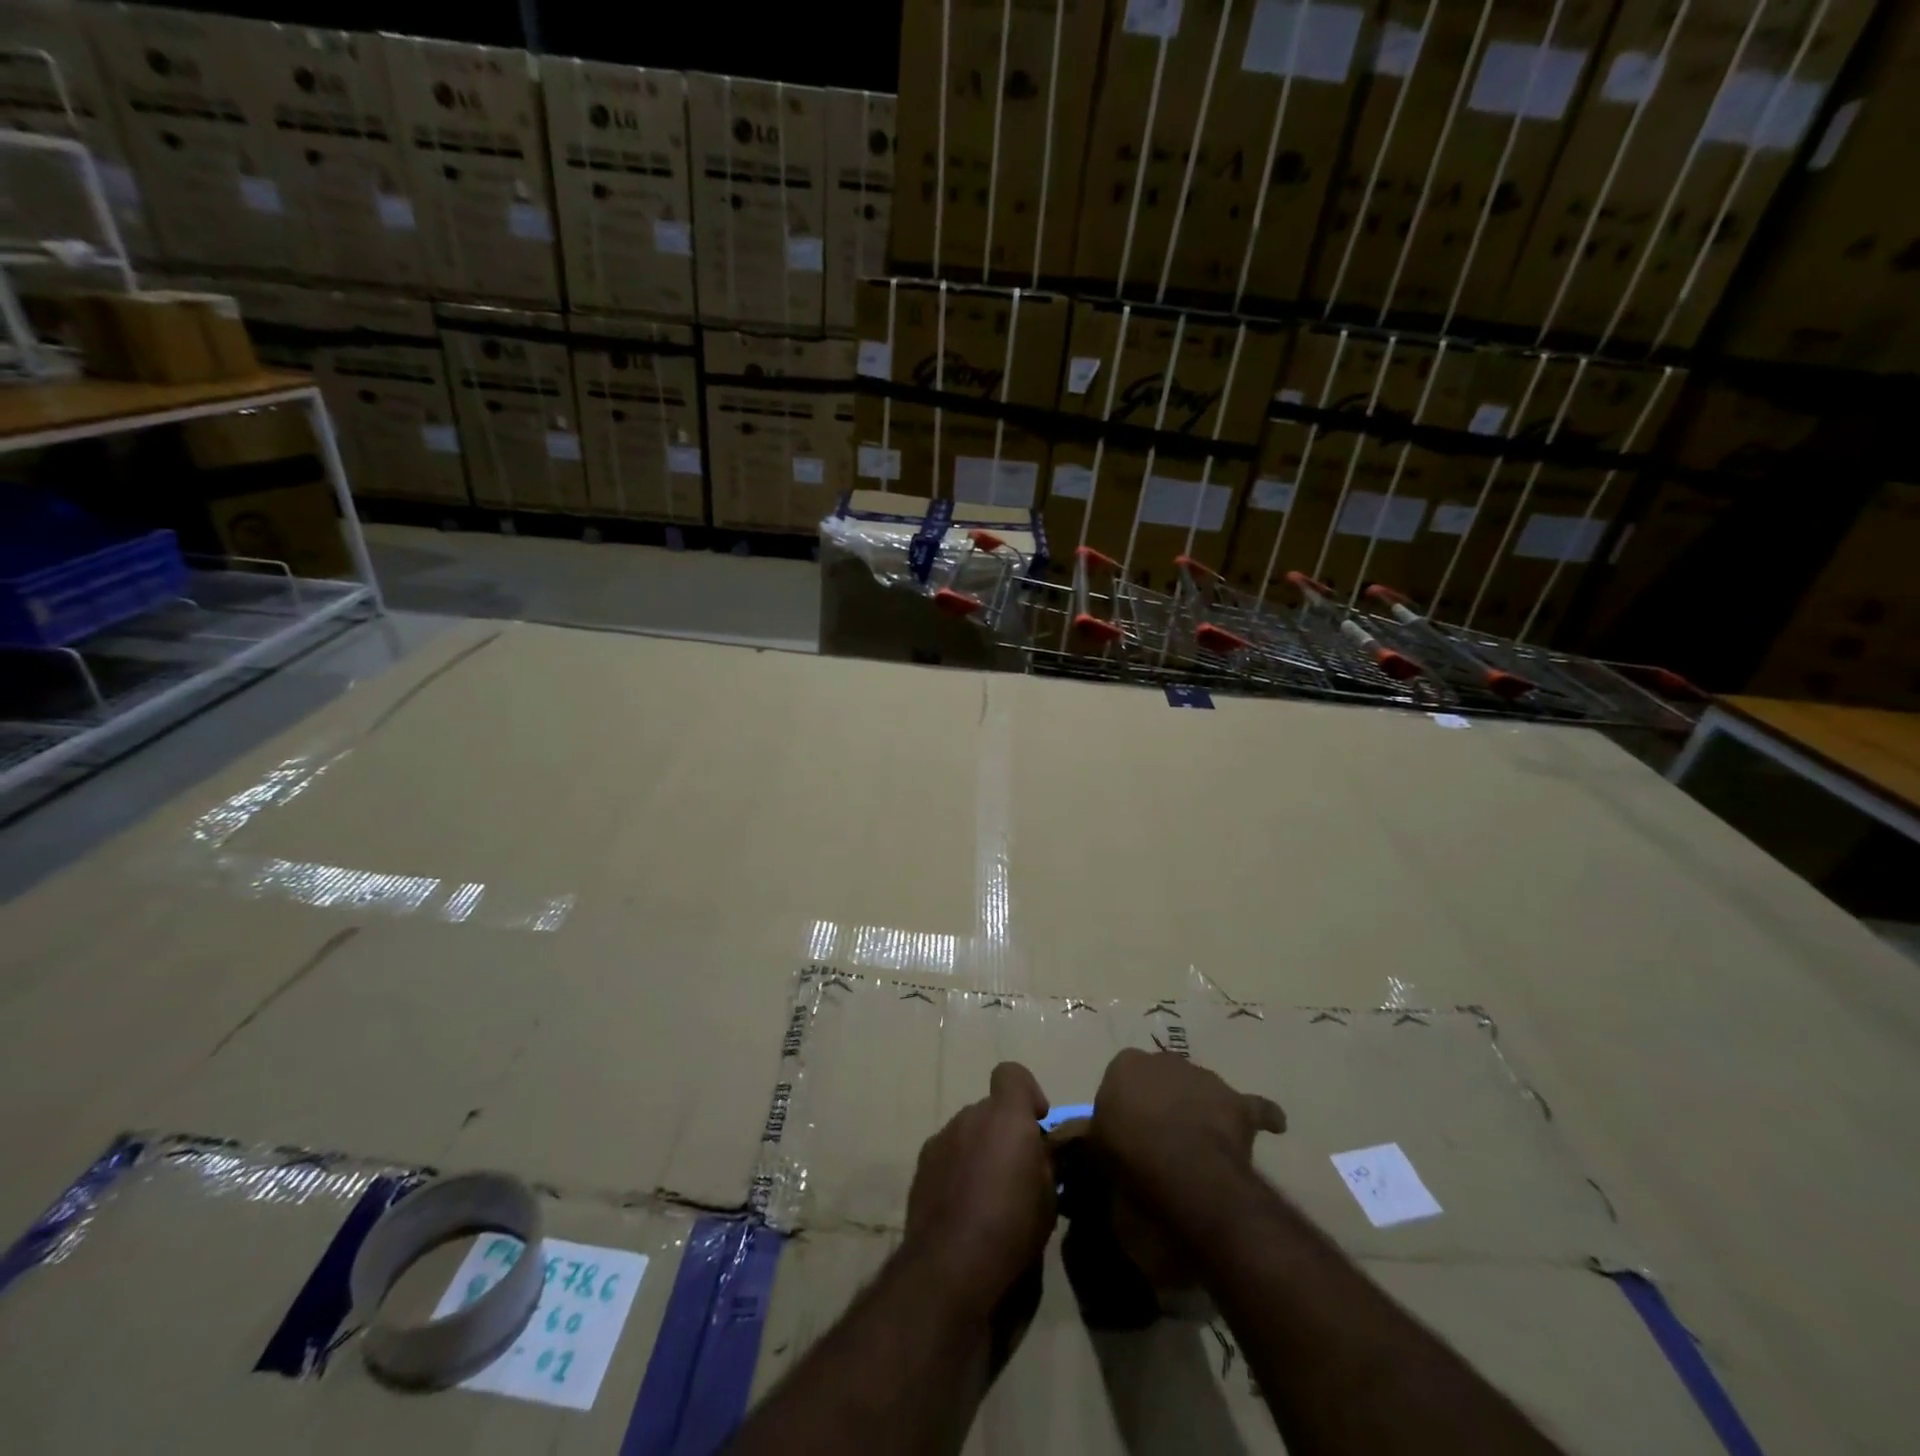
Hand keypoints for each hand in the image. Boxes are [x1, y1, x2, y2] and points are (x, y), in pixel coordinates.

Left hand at [904, 1062, 1056, 1318]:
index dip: (1027, 1093)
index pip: (1012, 1074)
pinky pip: (947, 1155)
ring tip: (988, 1195)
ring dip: (979, 1151)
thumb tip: (1041, 1152)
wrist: (950, 1266)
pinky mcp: (921, 1166)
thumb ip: (1046, 1162)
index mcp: (1005, 1116)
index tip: (1037, 1124)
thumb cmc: (1012, 1228)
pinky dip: (958, 1170)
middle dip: (1003, 1131)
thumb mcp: (1049, 1197)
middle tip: (1017, 1172)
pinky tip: (964, 1208)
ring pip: (967, 1133)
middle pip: (990, 1110)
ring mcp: (941, 1139)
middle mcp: (970, 1116)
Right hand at [1089, 1049, 1285, 1217]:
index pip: (1124, 1077)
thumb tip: (1096, 1140)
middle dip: (1165, 1100)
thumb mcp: (1098, 1146)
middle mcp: (1165, 1060)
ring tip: (1202, 1143)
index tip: (1129, 1130)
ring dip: (1203, 1109)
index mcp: (1126, 1064)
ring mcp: (1205, 1078)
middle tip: (1163, 1137)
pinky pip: (1256, 1109)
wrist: (1179, 1166)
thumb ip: (1101, 1135)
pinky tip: (1273, 1125)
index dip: (1128, 1105)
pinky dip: (1264, 1116)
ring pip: (1203, 1090)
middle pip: (1165, 1078)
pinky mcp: (1237, 1103)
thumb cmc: (1128, 1153)